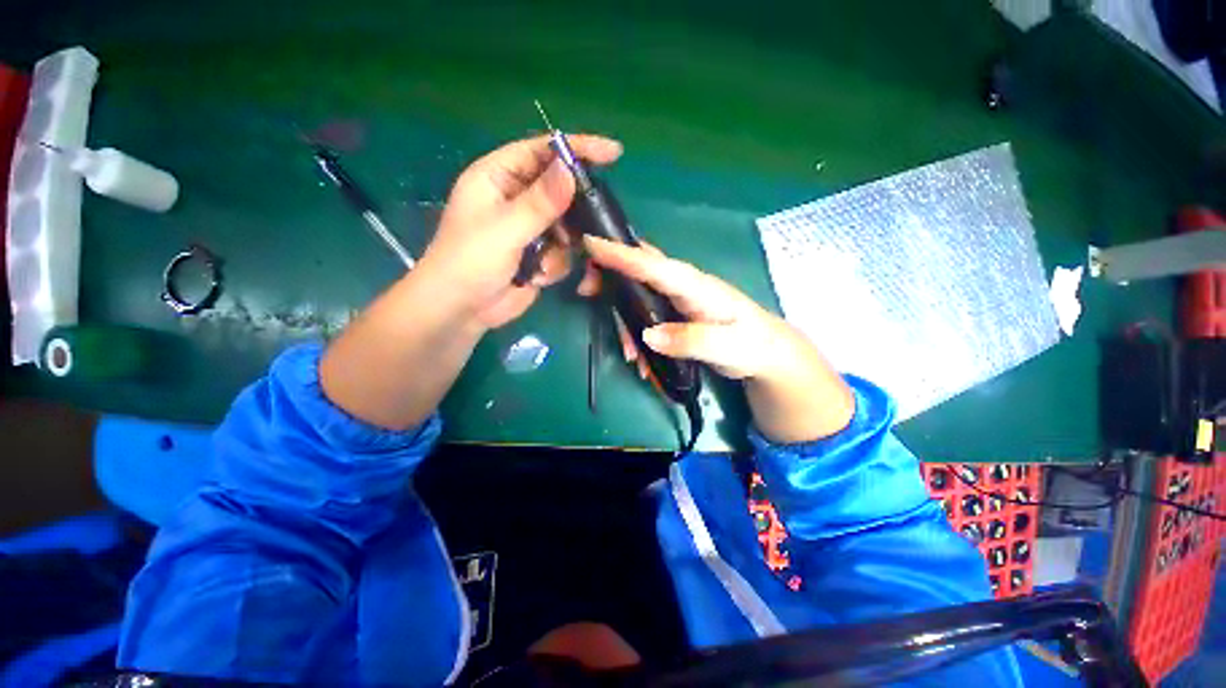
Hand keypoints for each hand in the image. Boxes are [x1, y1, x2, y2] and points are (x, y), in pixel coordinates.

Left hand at [320, 134, 619, 430]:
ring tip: (544, 260)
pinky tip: (537, 276)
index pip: (541, 151)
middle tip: (590, 219)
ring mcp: (528, 228)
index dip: (575, 148)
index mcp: (498, 177)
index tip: (612, 153)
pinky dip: (555, 264)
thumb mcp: (505, 229)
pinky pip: (562, 251)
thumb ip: (540, 202)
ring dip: (561, 244)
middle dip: (573, 208)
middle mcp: (515, 198)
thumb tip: (571, 170)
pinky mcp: (538, 254)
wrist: (462, 311)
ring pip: (566, 224)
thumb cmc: (470, 262)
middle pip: (559, 188)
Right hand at [580, 236, 854, 442]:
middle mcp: (683, 285)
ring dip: (623, 318)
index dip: (621, 254)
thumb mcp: (728, 348)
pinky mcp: (676, 313)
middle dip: (609, 275)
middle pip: (639, 269)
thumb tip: (648, 335)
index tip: (589, 243)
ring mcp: (678, 299)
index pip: (654, 265)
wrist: (768, 353)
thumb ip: (691, 340)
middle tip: (586, 292)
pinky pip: (647, 314)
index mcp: (696, 286)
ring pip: (639, 295)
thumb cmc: (753, 345)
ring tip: (630, 356)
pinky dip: (637, 334)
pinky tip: (642, 360)